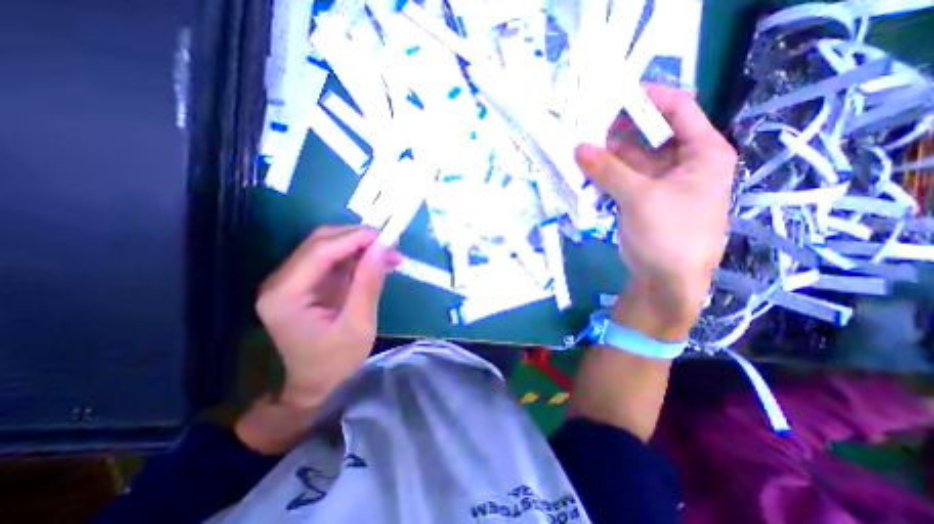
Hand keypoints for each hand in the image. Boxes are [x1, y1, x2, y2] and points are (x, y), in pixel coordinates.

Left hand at [253, 225, 400, 409]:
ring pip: (328, 247)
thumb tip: (382, 248)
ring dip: (360, 246)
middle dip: (357, 238)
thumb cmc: (335, 361)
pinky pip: (333, 259)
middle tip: (389, 244)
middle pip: (320, 243)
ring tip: (389, 254)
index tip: (385, 236)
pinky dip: (357, 257)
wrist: (314, 383)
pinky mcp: (306, 282)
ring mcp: (292, 280)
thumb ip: (368, 284)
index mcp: (285, 296)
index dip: (353, 238)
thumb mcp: (358, 325)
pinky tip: (378, 262)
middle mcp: (281, 281)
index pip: (319, 252)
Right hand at [574, 85, 741, 339]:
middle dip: (618, 129)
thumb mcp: (640, 198)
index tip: (614, 94)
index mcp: (702, 153)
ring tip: (577, 146)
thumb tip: (579, 148)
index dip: (649, 98)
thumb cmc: (669, 236)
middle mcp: (682, 163)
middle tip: (585, 123)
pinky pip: (619, 179)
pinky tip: (583, 170)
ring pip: (629, 158)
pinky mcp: (638, 200)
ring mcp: (657, 183)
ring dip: (605, 154)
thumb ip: (609, 171)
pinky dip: (602, 174)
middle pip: (649, 134)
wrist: (665, 281)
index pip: (678, 109)